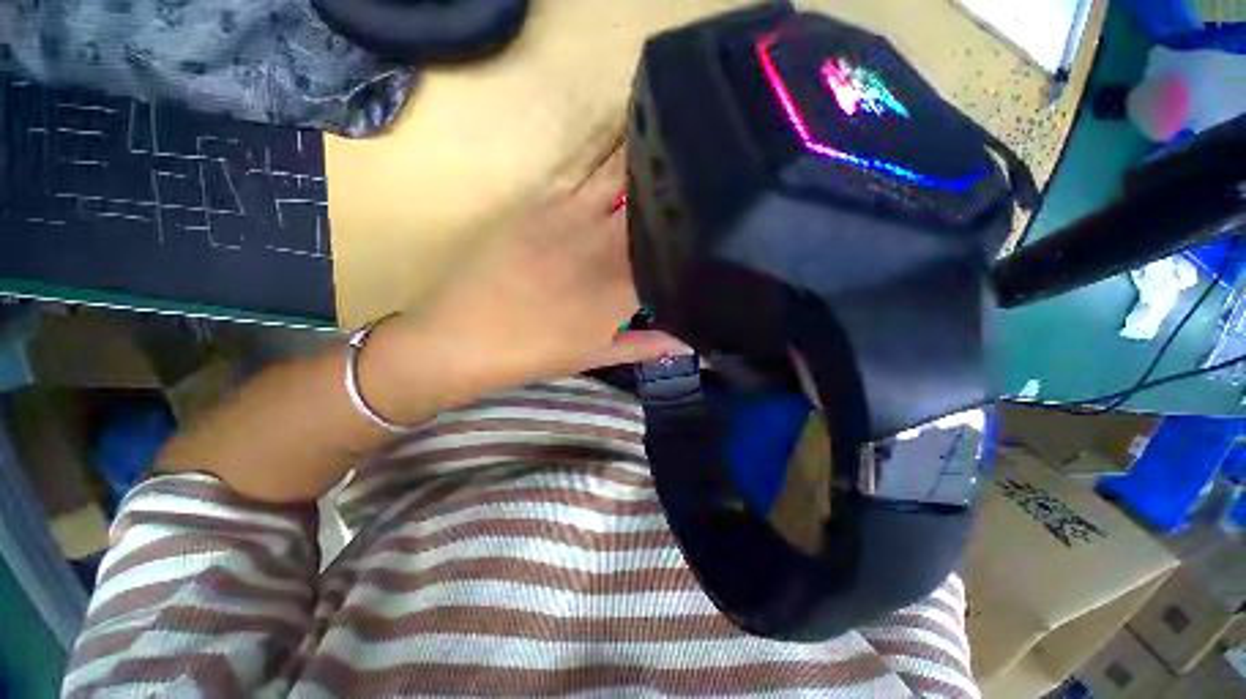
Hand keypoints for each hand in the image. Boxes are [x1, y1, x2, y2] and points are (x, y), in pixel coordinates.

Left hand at [383, 144, 686, 395]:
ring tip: (677, 143)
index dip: (694, 237)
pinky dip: (613, 155)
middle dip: (681, 191)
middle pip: (652, 208)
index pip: (670, 254)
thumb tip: (689, 343)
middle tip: (706, 178)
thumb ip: (646, 345)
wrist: (462, 337)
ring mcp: (571, 216)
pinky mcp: (542, 201)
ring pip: (623, 176)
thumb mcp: (596, 356)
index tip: (713, 223)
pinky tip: (629, 145)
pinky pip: (586, 168)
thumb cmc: (534, 353)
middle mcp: (603, 246)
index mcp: (619, 289)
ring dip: (651, 161)